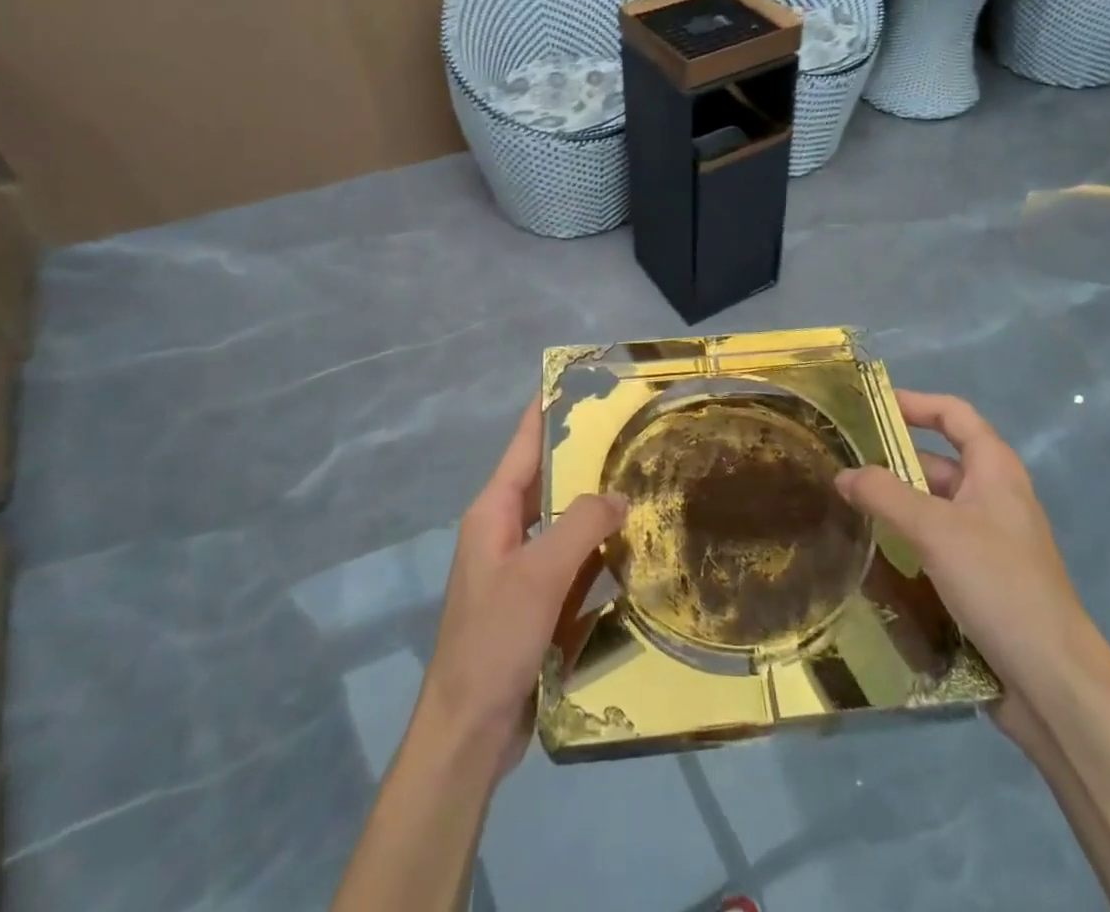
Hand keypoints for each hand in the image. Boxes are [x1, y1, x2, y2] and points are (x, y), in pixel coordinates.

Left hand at [414, 397, 625, 775]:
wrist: (468, 729)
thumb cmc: (496, 638)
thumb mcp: (541, 574)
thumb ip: (582, 525)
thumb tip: (618, 494)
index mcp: (493, 511)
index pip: (525, 444)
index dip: (548, 410)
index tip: (579, 380)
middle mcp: (503, 530)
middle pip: (548, 479)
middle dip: (585, 456)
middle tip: (632, 432)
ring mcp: (517, 567)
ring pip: (562, 521)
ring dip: (595, 505)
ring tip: (642, 482)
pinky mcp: (532, 600)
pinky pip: (569, 560)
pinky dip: (595, 549)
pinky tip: (630, 548)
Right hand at [834, 390, 1101, 721]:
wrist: (1054, 682)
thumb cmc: (998, 584)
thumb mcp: (933, 530)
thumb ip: (884, 495)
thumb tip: (843, 475)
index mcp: (995, 470)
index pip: (953, 415)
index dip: (914, 402)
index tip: (869, 406)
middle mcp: (994, 496)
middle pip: (938, 460)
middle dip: (892, 459)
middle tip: (842, 465)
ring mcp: (990, 539)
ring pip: (934, 504)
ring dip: (896, 503)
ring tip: (847, 507)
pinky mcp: (983, 577)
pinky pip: (937, 542)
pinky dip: (908, 538)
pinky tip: (876, 551)